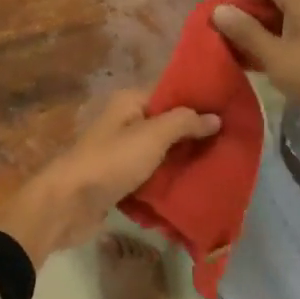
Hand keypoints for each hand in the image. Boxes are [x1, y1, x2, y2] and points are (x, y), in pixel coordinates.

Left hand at [0, 91, 219, 264]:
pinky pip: (150, 178)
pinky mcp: (119, 181)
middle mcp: (124, 123)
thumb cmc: (111, 162)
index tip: (231, 112)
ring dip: (183, 162)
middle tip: (232, 145)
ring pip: (160, 154)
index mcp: (129, 102)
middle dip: (195, 136)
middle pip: (167, 125)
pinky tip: (194, 189)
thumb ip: (184, 123)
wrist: (68, 205)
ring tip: (221, 168)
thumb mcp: (152, 136)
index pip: (170, 93)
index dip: (198, 102)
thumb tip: (215, 117)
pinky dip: (167, 182)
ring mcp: (120, 154)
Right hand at [211, 0, 299, 161]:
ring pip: (272, 11)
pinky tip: (251, 62)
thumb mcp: (275, 56)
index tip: (216, 23)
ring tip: (231, 54)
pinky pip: (285, 27)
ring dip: (251, 29)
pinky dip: (267, 39)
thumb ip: (245, 31)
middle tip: (218, 40)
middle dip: (238, 13)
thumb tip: (217, 10)